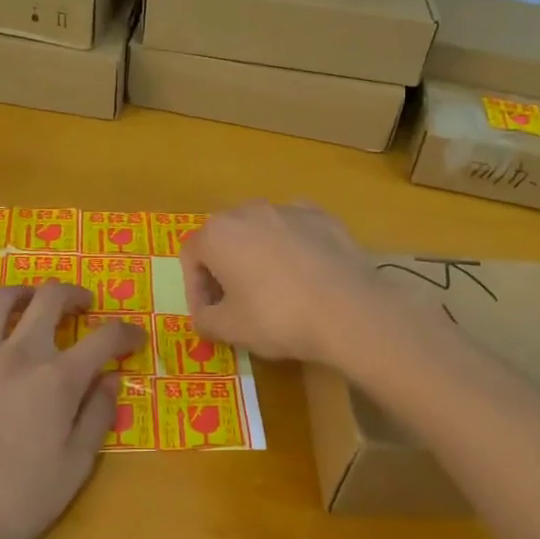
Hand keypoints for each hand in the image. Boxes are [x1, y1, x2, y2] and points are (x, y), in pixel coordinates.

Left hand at [0, 280, 142, 538]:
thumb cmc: (14, 503)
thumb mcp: (74, 469)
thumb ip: (97, 417)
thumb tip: (113, 378)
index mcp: (58, 379)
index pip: (104, 339)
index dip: (126, 332)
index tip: (136, 337)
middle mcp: (19, 354)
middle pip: (51, 300)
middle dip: (74, 295)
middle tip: (84, 305)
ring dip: (22, 291)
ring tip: (32, 298)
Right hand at [179, 201, 386, 362]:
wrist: (348, 310)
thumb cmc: (277, 317)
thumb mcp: (230, 329)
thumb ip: (205, 320)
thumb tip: (204, 317)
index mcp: (218, 233)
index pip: (191, 257)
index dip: (195, 290)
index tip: (210, 315)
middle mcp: (248, 210)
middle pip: (225, 238)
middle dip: (224, 269)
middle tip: (237, 303)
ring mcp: (288, 209)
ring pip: (261, 231)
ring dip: (258, 256)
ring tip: (275, 290)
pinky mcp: (322, 216)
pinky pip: (296, 231)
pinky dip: (293, 249)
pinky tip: (306, 276)